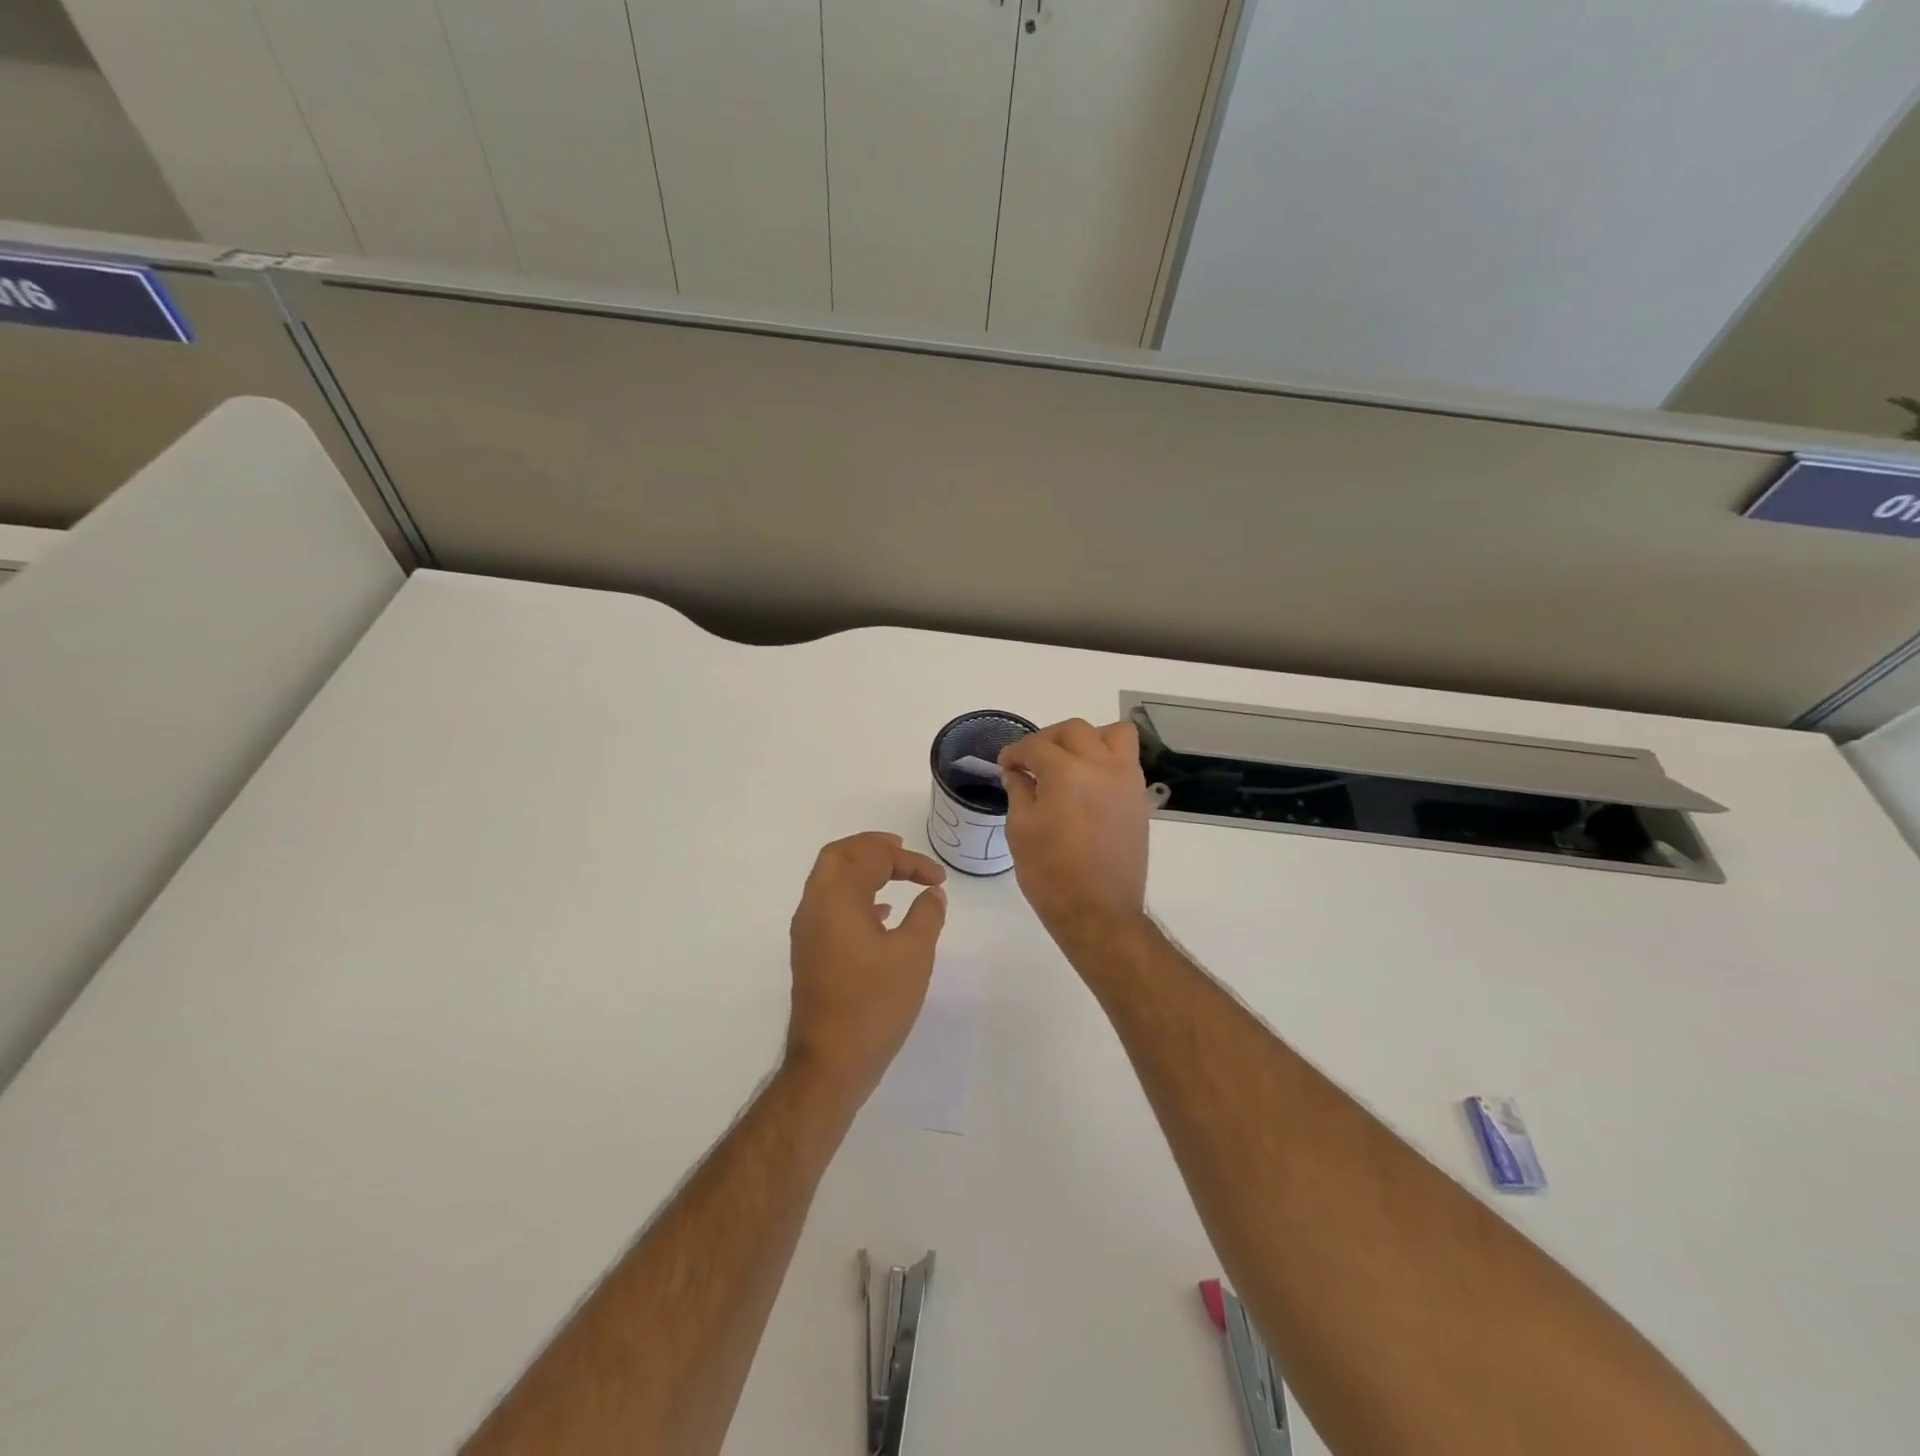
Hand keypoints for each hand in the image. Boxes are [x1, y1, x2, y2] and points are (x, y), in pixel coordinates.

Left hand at [785, 832, 948, 1103]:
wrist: (831, 1061)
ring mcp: (807, 931)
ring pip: (829, 880)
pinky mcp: (809, 953)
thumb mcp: (914, 954)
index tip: (938, 880)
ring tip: (896, 874)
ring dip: (861, 870)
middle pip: (838, 856)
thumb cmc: (875, 1002)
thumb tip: (932, 894)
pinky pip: (830, 906)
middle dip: (871, 847)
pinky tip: (882, 914)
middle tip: (901, 850)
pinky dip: (855, 896)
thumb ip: (927, 915)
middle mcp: (815, 906)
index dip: (910, 861)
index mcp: (837, 897)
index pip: (872, 857)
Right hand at [999, 719, 1149, 948]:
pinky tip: (1089, 782)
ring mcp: (1126, 780)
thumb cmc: (1050, 874)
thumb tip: (1018, 773)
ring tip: (1070, 761)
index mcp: (1067, 772)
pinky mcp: (1139, 798)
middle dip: (1047, 739)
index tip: (1006, 765)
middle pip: (1074, 730)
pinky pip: (1126, 760)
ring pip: (1112, 734)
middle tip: (1031, 761)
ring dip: (1087, 739)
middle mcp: (1101, 766)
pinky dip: (1107, 758)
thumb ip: (1019, 791)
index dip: (1015, 752)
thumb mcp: (1021, 830)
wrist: (1099, 912)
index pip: (1036, 746)